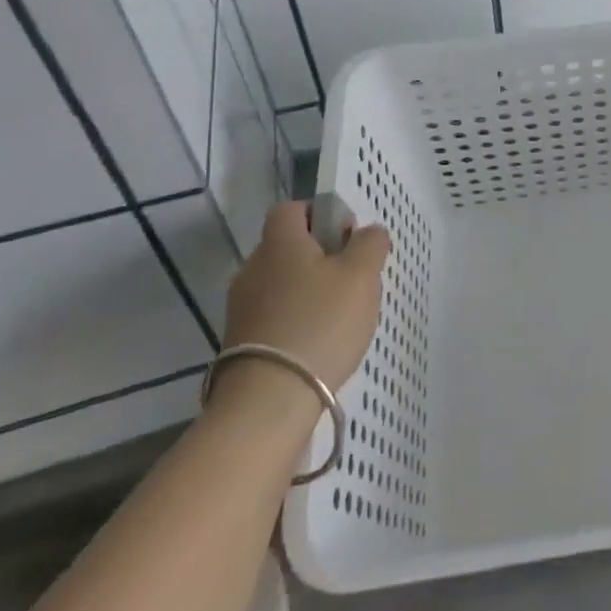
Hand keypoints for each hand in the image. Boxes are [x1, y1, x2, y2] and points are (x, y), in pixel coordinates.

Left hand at [223, 201, 389, 394]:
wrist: (268, 401)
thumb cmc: (320, 323)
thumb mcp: (362, 275)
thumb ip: (370, 244)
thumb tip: (368, 232)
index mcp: (280, 243)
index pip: (292, 209)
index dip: (320, 214)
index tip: (346, 236)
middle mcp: (253, 268)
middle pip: (288, 247)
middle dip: (319, 256)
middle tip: (352, 278)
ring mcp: (241, 308)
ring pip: (281, 283)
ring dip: (308, 290)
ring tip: (339, 316)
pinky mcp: (240, 343)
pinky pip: (273, 315)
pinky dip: (295, 320)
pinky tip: (318, 342)